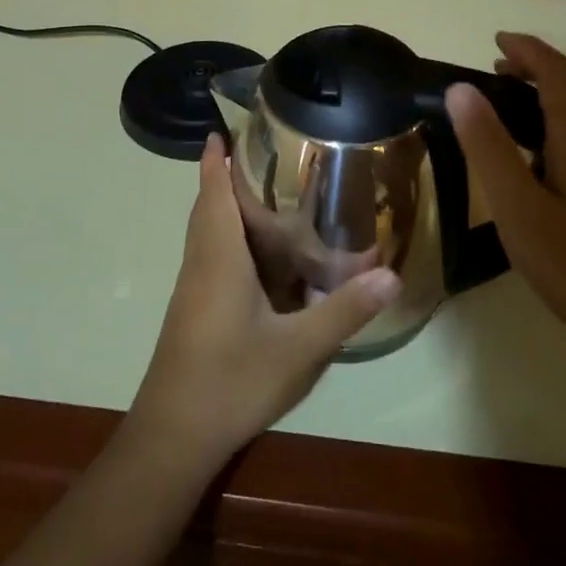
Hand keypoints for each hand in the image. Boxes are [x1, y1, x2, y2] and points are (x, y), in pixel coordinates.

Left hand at [128, 137, 400, 467]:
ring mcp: (193, 289)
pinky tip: (257, 257)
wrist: (174, 434)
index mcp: (219, 258)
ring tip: (262, 195)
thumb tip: (392, 274)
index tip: (220, 131)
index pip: (213, 194)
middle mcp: (201, 264)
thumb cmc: (232, 381)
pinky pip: (209, 256)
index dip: (215, 161)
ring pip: (205, 233)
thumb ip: (344, 311)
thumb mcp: (298, 349)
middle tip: (260, 156)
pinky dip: (226, 238)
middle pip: (206, 208)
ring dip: (222, 207)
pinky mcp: (193, 310)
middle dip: (222, 178)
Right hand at [447, 33, 565, 369]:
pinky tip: (549, 149)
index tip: (495, 40)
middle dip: (539, 66)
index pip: (555, 70)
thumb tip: (460, 88)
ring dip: (556, 89)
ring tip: (514, 102)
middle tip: (496, 72)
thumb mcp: (519, 208)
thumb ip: (488, 146)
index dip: (525, 50)